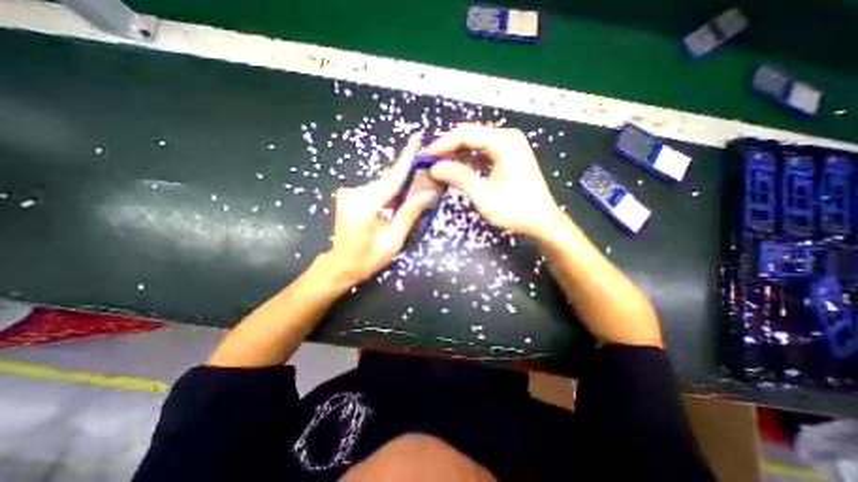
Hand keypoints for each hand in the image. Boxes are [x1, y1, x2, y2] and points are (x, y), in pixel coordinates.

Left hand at [327, 135, 437, 286]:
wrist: (340, 266)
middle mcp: (355, 194)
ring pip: (382, 186)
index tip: (416, 138)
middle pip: (387, 182)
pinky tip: (397, 199)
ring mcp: (349, 194)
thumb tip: (428, 193)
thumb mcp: (392, 240)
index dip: (406, 160)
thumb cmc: (367, 259)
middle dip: (407, 177)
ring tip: (415, 190)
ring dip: (398, 188)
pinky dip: (388, 193)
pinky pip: (375, 191)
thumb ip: (408, 214)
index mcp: (365, 205)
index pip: (391, 179)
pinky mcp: (349, 196)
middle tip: (425, 172)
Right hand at [427, 122, 563, 239]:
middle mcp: (508, 138)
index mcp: (504, 142)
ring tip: (440, 165)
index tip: (425, 156)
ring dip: (457, 153)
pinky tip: (458, 169)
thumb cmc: (514, 210)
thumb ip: (458, 178)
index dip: (443, 144)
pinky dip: (469, 160)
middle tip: (430, 161)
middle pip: (471, 135)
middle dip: (449, 147)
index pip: (466, 134)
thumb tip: (434, 167)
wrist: (541, 222)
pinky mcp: (509, 156)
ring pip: (476, 144)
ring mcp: (510, 146)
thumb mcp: (483, 195)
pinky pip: (484, 152)